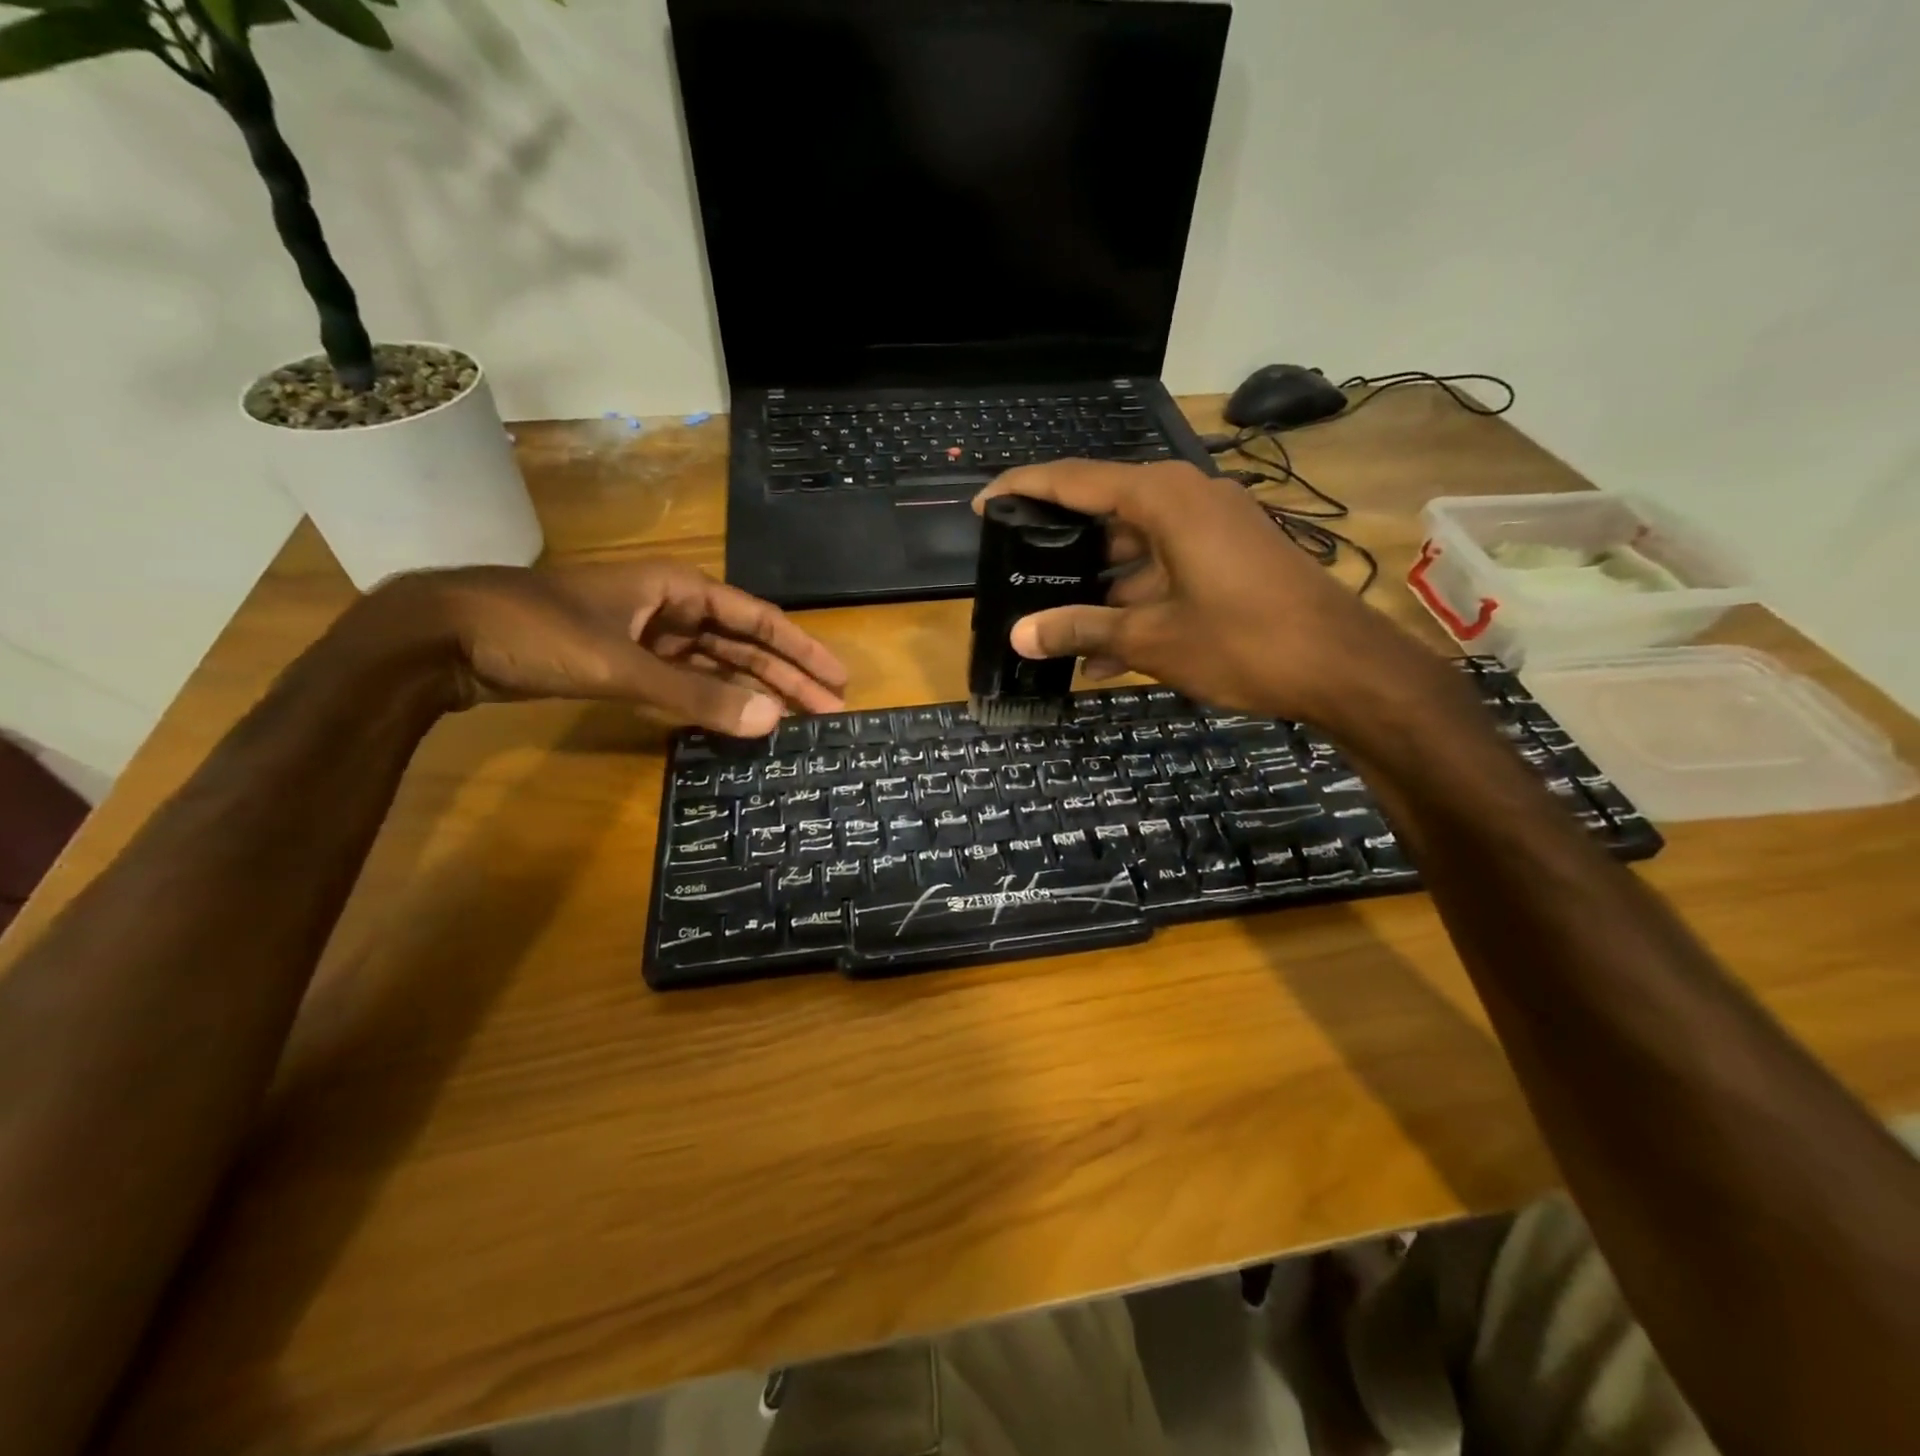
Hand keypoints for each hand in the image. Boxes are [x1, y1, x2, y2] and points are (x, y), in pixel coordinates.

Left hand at [379, 560, 847, 735]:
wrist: (441, 638)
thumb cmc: (536, 633)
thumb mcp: (622, 665)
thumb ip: (697, 697)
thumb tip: (772, 720)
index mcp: (677, 589)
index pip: (758, 618)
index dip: (801, 649)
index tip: (839, 679)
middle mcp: (669, 608)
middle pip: (743, 644)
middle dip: (785, 676)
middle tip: (828, 712)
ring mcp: (645, 637)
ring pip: (714, 665)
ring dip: (750, 691)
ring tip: (791, 722)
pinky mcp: (622, 664)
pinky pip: (682, 683)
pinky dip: (708, 702)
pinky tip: (732, 721)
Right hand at [974, 460, 1431, 727]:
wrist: (1345, 668)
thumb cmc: (1244, 641)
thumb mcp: (1152, 639)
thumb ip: (1081, 630)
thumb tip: (1019, 636)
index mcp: (1164, 498)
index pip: (1074, 480)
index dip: (1023, 489)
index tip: (983, 505)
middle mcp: (1186, 500)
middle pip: (1104, 514)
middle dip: (1061, 552)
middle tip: (1015, 575)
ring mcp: (1211, 531)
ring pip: (1133, 553)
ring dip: (1098, 595)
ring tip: (1053, 633)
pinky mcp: (1228, 560)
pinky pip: (1164, 574)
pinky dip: (1135, 607)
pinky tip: (1104, 658)